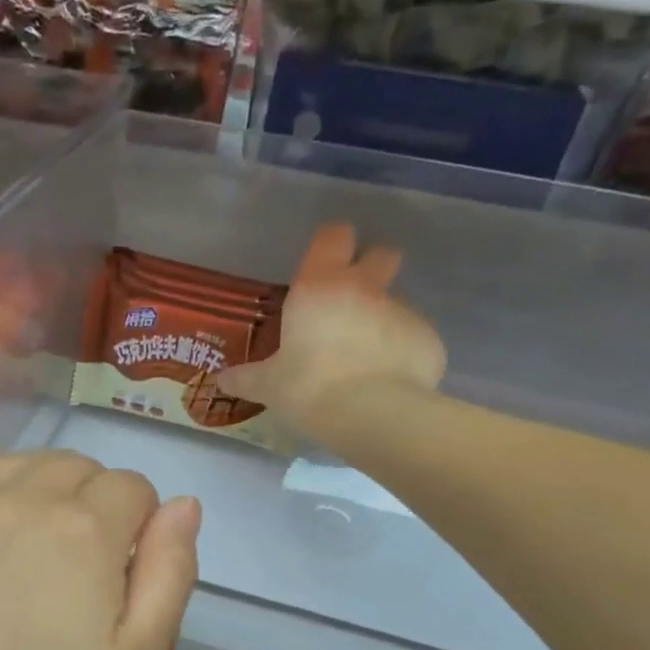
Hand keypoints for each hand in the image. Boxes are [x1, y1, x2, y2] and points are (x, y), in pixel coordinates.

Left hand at [0, 450, 199, 649]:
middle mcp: (22, 496)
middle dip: (93, 506)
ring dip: (40, 491)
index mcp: (85, 529)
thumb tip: (184, 504)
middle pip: (78, 468)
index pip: (133, 488)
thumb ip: (170, 572)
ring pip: (22, 462)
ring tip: (27, 550)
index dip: (137, 529)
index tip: (118, 575)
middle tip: (74, 571)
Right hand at [219, 223, 445, 438]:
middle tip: (353, 300)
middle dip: (372, 267)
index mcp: (320, 287)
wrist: (371, 414)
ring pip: (395, 302)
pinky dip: (402, 354)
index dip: (330, 243)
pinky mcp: (429, 339)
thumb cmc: (308, 387)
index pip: (333, 236)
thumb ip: (246, 378)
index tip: (323, 261)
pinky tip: (388, 382)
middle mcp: (365, 288)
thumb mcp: (268, 386)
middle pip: (382, 253)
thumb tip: (220, 380)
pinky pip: (413, 339)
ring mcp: (402, 311)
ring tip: (366, 360)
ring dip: (382, 321)